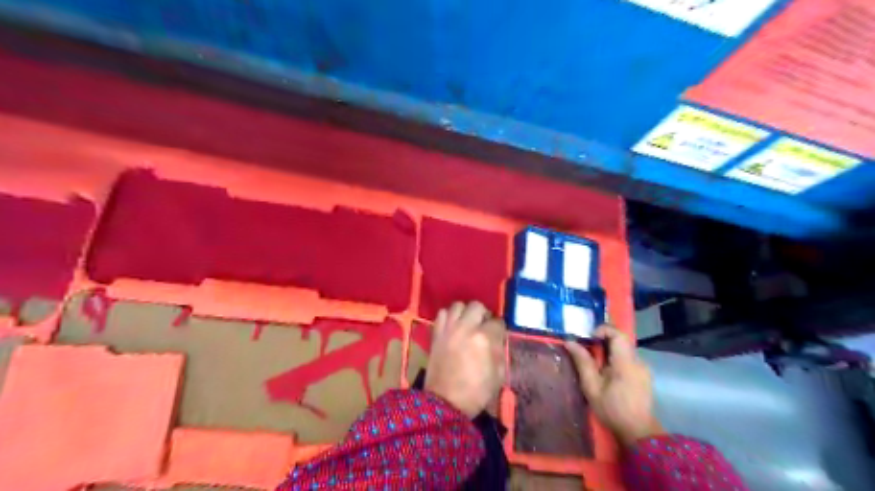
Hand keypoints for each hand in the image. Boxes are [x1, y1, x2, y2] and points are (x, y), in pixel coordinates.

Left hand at [424, 298, 505, 418]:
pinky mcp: (436, 333)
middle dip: (483, 315)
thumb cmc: (476, 392)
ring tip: (467, 323)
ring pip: (458, 305)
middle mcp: (466, 328)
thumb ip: (500, 352)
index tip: (499, 336)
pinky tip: (453, 326)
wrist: (446, 403)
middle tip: (483, 326)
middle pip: (477, 306)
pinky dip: (449, 316)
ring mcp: (449, 329)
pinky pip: (442, 313)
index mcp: (484, 338)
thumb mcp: (499, 375)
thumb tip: (497, 341)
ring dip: (465, 312)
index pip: (497, 322)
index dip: (500, 329)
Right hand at [567, 326, 663, 448]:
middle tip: (588, 351)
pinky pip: (628, 358)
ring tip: (596, 365)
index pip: (617, 334)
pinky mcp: (643, 375)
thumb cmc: (612, 409)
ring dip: (609, 351)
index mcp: (625, 362)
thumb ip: (582, 361)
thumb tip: (569, 342)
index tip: (589, 339)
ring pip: (624, 349)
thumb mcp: (591, 386)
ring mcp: (643, 368)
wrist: (638, 432)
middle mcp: (638, 361)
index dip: (602, 330)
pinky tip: (608, 375)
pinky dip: (616, 359)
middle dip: (602, 341)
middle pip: (620, 340)